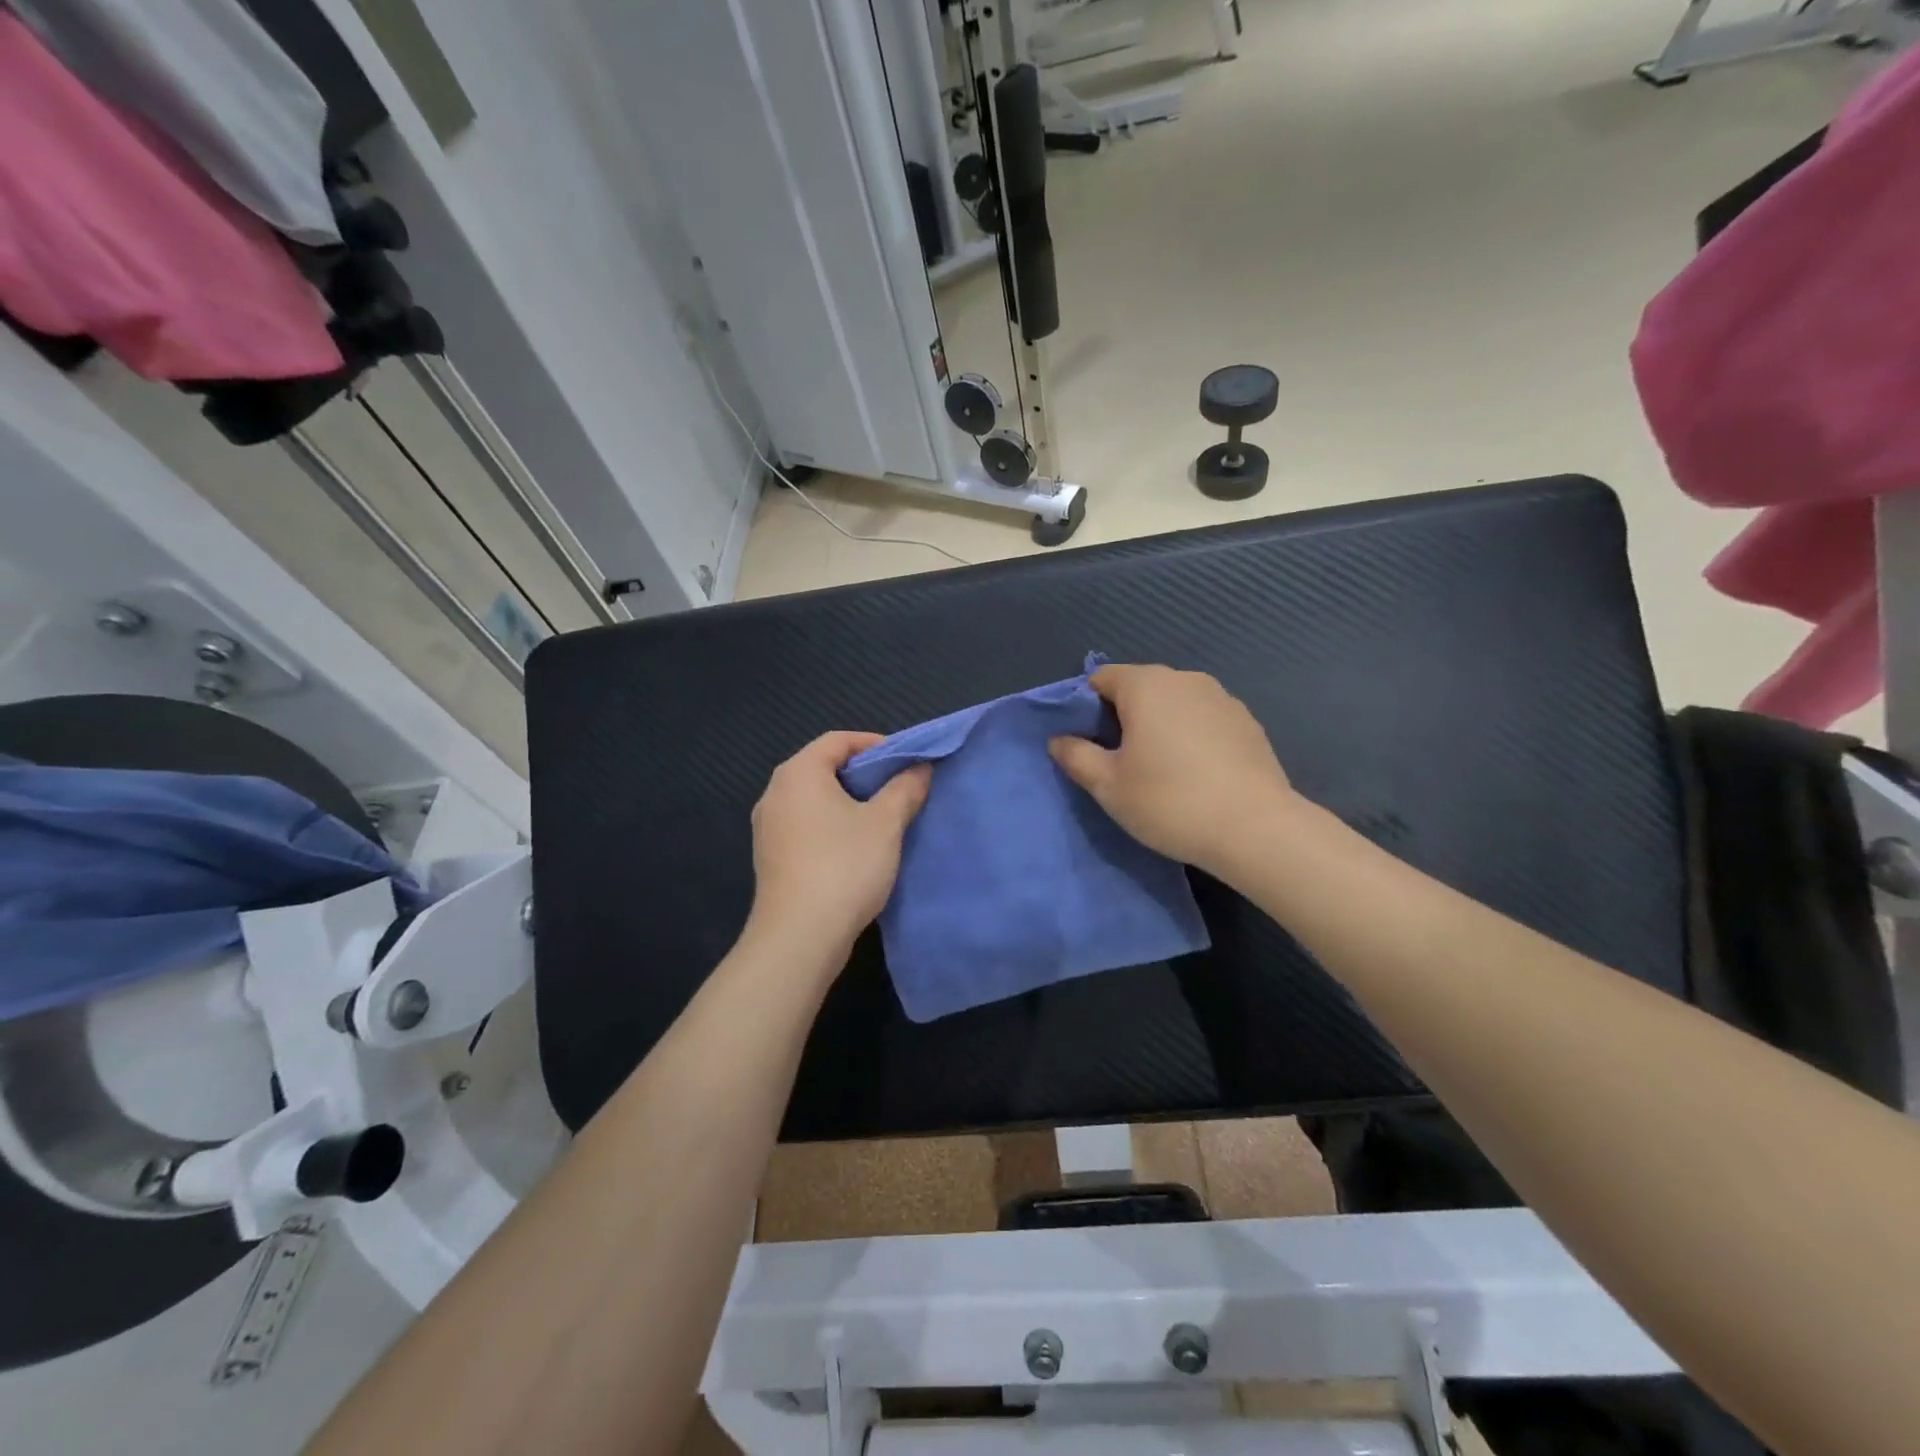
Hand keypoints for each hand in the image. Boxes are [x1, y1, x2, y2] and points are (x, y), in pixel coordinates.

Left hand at [746, 731, 930, 965]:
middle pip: (824, 767)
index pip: (838, 740)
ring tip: (884, 817)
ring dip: (849, 802)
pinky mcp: (771, 857)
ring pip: (815, 799)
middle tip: (899, 788)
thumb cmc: (844, 866)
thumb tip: (919, 768)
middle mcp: (775, 793)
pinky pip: (806, 825)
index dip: (876, 744)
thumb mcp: (885, 823)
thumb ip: (905, 788)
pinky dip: (833, 825)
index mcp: (798, 773)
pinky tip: (858, 847)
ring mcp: (768, 827)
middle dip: (864, 774)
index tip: (906, 761)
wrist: (799, 937)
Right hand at [1049, 664, 1294, 874]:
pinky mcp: (1248, 722)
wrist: (1255, 829)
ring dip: (1159, 726)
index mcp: (1146, 684)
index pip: (1100, 678)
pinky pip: (1203, 720)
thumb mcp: (1108, 785)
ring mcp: (1222, 698)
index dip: (1085, 707)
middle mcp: (1185, 679)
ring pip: (1174, 704)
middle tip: (1118, 762)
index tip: (1086, 744)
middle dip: (1122, 717)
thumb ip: (1076, 756)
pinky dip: (1191, 737)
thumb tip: (1058, 739)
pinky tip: (1195, 775)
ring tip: (1159, 770)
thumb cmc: (1169, 801)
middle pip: (1139, 687)